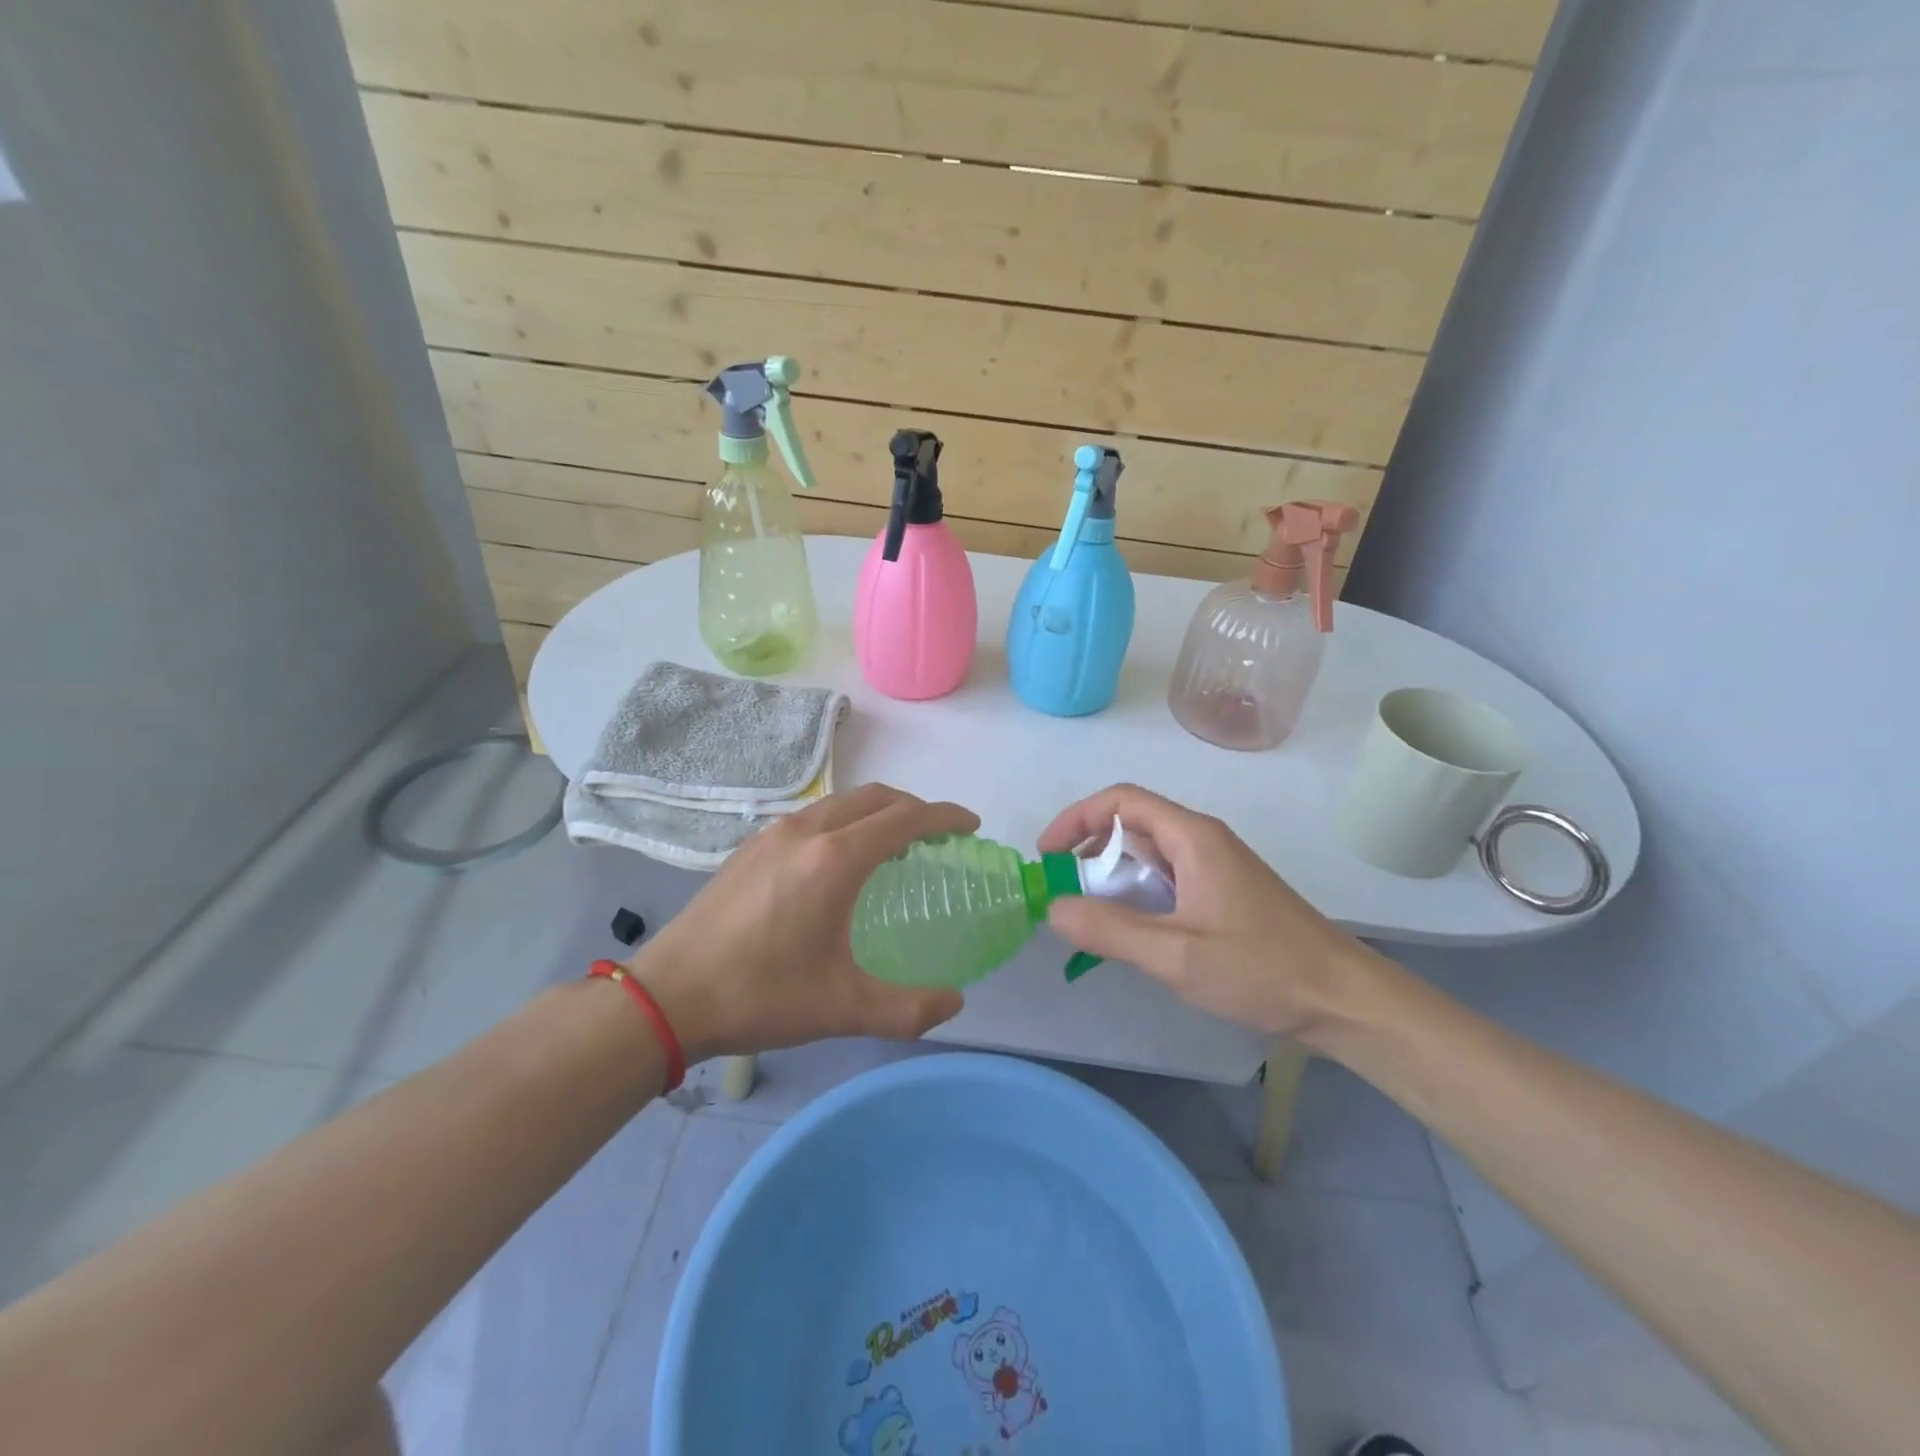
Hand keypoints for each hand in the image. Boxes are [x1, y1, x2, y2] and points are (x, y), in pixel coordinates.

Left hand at [628, 783, 976, 1061]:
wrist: (666, 996)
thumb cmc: (760, 996)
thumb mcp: (842, 1009)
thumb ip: (908, 1009)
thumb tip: (955, 1002)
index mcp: (835, 860)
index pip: (905, 818)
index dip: (944, 816)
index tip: (970, 825)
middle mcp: (807, 832)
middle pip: (876, 797)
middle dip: (914, 808)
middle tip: (938, 836)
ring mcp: (773, 834)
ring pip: (841, 802)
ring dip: (877, 811)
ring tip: (894, 845)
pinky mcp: (750, 846)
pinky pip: (814, 816)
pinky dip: (845, 821)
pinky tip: (840, 861)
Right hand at [1038, 784, 1388, 1041]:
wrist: (1343, 1000)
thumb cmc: (1261, 969)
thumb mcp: (1176, 954)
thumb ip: (1109, 930)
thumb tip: (1053, 908)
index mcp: (1192, 837)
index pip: (1121, 801)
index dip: (1076, 819)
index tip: (1048, 856)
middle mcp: (1202, 840)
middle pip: (1132, 824)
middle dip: (1089, 850)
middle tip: (1063, 891)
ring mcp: (1215, 867)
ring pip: (1148, 854)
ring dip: (1112, 876)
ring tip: (1089, 915)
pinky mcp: (1223, 893)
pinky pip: (1166, 879)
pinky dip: (1136, 894)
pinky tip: (1131, 932)